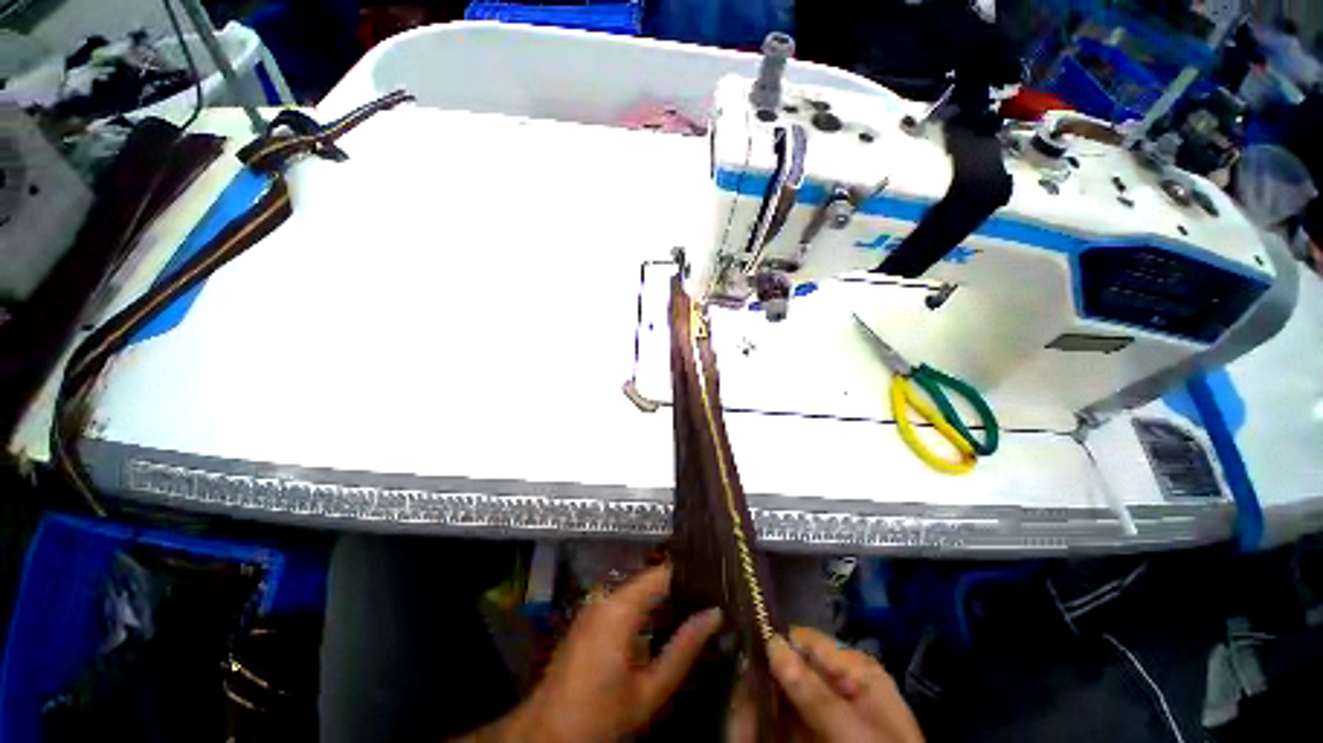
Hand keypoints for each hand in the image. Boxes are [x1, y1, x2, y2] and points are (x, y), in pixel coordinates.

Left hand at [472, 564, 722, 742]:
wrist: (546, 734)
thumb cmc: (600, 716)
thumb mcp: (649, 691)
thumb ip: (683, 649)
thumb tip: (714, 615)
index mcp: (620, 607)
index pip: (662, 572)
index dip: (690, 574)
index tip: (715, 582)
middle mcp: (605, 595)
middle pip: (650, 578)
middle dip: (679, 587)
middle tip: (709, 601)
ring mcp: (594, 604)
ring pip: (638, 588)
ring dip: (663, 598)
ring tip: (694, 610)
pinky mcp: (590, 616)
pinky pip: (625, 600)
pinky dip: (646, 607)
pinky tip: (664, 624)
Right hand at [729, 626, 923, 742]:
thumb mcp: (853, 731)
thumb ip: (812, 691)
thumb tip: (770, 640)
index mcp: (853, 670)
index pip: (803, 641)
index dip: (772, 644)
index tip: (743, 658)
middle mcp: (834, 685)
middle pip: (784, 670)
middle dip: (758, 685)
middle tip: (736, 706)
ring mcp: (822, 714)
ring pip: (777, 700)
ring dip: (754, 710)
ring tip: (737, 728)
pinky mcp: (810, 735)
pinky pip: (780, 725)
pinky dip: (761, 728)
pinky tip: (744, 733)